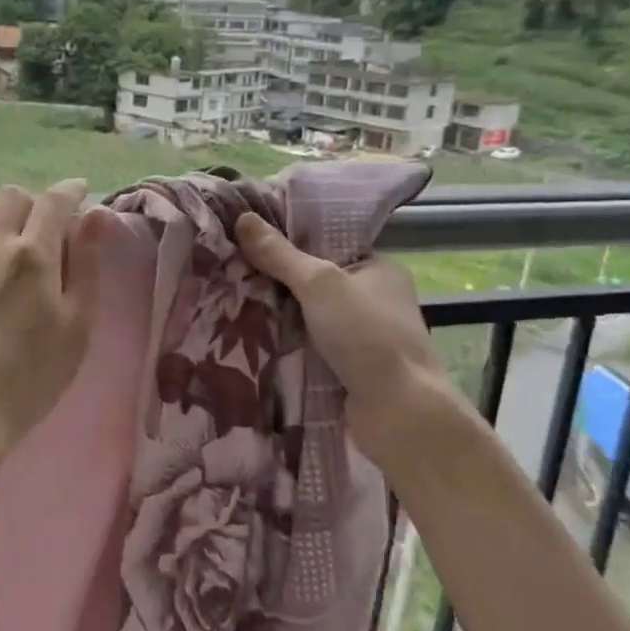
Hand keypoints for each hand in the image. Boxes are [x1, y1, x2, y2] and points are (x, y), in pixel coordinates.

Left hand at [0, 180, 108, 491]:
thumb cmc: (26, 384)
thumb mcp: (76, 331)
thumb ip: (87, 268)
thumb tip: (96, 214)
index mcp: (34, 256)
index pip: (55, 202)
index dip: (70, 191)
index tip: (76, 194)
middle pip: (11, 196)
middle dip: (29, 204)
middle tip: (32, 229)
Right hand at [234, 212, 462, 443]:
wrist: (399, 412)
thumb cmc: (367, 335)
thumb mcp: (319, 284)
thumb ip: (281, 255)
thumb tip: (243, 218)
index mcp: (378, 268)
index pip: (327, 244)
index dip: (290, 239)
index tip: (249, 236)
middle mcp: (373, 299)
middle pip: (314, 281)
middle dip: (276, 280)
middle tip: (231, 268)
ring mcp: (361, 336)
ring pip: (307, 316)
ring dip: (277, 314)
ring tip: (230, 298)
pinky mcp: (348, 367)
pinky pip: (308, 346)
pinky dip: (285, 343)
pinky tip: (249, 336)